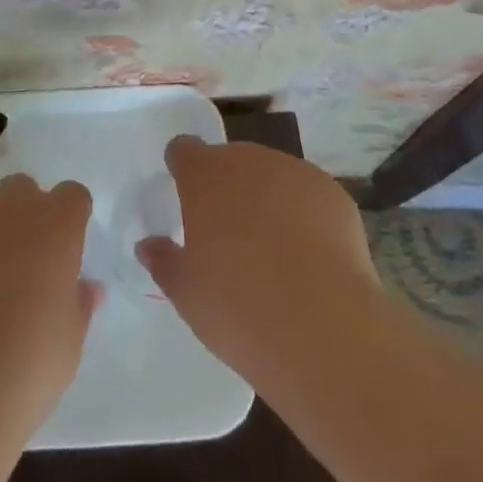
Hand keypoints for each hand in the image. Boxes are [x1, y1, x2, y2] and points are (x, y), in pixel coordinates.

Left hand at [0, 175, 99, 434]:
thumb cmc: (25, 368)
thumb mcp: (69, 344)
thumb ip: (79, 303)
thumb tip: (86, 287)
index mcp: (56, 224)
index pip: (72, 196)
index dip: (69, 220)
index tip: (64, 252)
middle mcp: (12, 206)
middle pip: (23, 190)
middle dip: (26, 216)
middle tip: (22, 265)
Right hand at [137, 137, 382, 389]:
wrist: (325, 330)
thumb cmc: (239, 309)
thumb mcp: (186, 294)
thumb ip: (164, 261)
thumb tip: (149, 245)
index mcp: (205, 176)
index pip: (184, 150)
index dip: (182, 170)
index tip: (184, 199)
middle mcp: (248, 161)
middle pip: (230, 161)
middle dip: (226, 188)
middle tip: (228, 237)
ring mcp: (295, 172)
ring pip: (270, 176)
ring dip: (265, 199)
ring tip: (273, 252)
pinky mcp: (333, 194)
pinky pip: (307, 196)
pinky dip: (303, 215)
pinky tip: (309, 258)